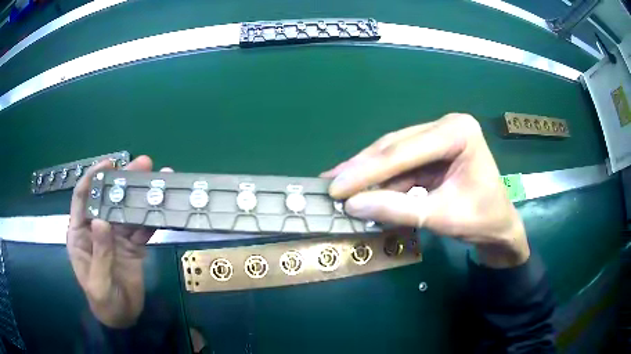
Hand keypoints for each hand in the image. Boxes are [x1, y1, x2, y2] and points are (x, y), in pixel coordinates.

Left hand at [67, 156, 167, 327]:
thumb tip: (102, 221)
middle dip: (124, 181)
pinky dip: (151, 220)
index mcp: (81, 234)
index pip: (83, 199)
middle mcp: (98, 230)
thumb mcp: (98, 283)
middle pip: (109, 199)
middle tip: (145, 164)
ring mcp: (117, 238)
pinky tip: (162, 209)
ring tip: (160, 180)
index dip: (93, 178)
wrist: (122, 319)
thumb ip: (99, 254)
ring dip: (142, 197)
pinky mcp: (133, 248)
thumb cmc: (103, 302)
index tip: (109, 163)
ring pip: (128, 212)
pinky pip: (142, 230)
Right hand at [322, 114, 528, 267]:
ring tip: (338, 184)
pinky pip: (401, 164)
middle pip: (396, 147)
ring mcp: (439, 136)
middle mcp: (446, 126)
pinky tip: (360, 186)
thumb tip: (353, 206)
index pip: (405, 151)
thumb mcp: (441, 217)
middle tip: (329, 183)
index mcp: (458, 132)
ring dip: (367, 172)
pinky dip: (381, 178)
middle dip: (362, 168)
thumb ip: (398, 210)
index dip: (367, 171)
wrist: (499, 227)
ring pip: (394, 153)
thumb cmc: (482, 220)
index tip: (335, 188)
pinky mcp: (432, 151)